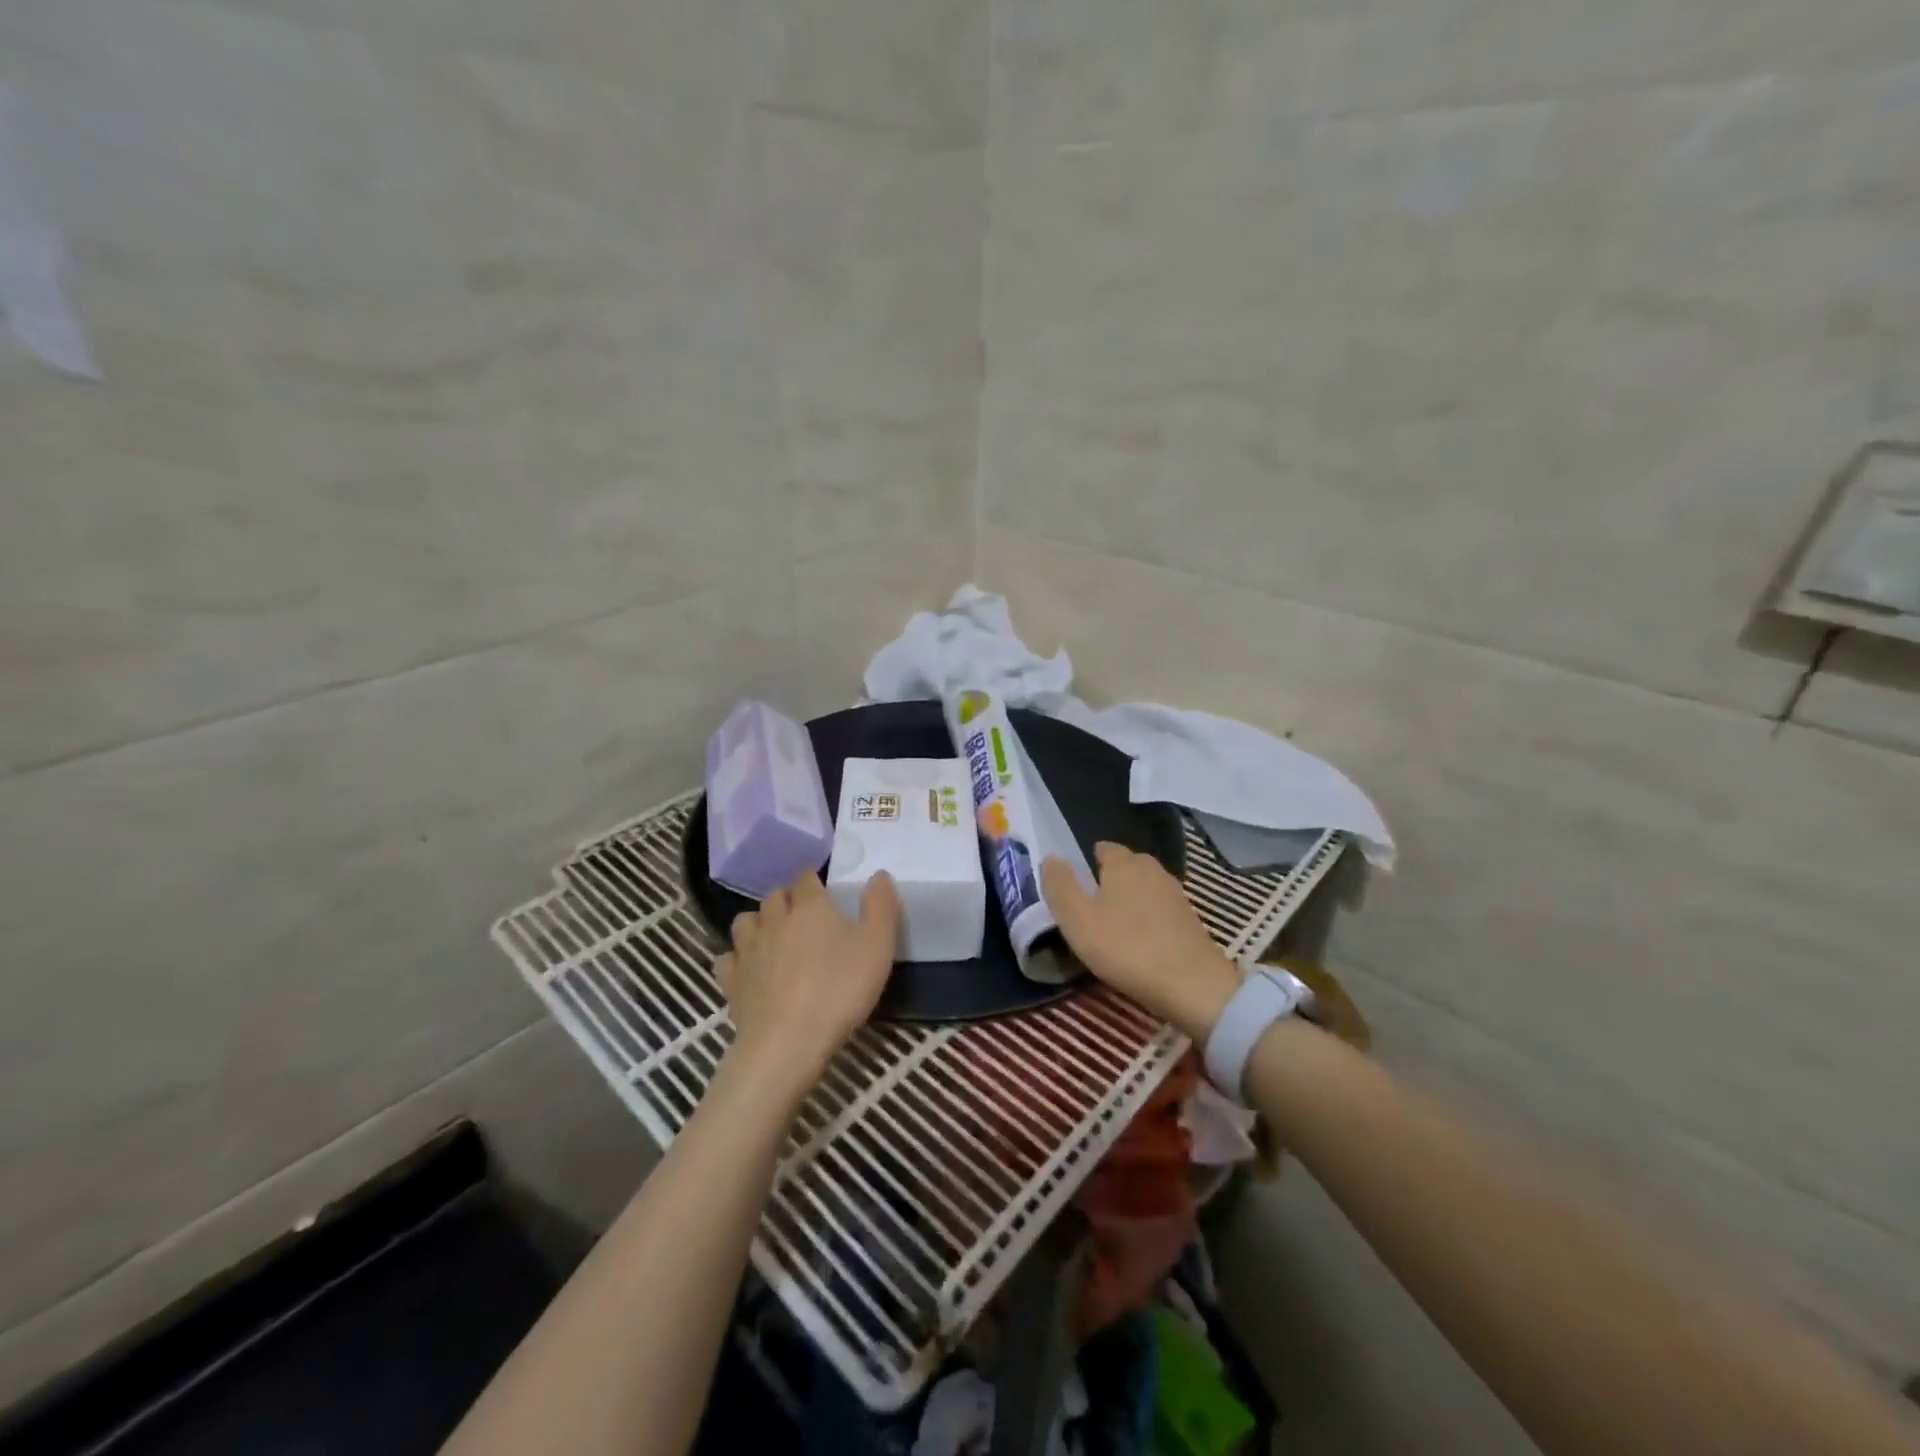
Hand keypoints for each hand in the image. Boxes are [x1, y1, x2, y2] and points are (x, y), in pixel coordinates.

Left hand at [714, 871, 901, 1102]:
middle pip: (775, 895)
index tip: (825, 890)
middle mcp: (774, 919)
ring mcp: (748, 949)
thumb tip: (879, 874)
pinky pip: (727, 957)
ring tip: (773, 937)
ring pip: (746, 921)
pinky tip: (749, 969)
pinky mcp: (731, 979)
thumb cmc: (839, 990)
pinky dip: (737, 958)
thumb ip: (880, 906)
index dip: (815, 880)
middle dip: (787, 899)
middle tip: (804, 916)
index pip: (807, 877)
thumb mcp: (877, 946)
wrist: (788, 1042)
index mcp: (810, 906)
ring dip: (759, 922)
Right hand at [1041, 842, 1240, 1040]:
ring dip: (1129, 901)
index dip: (1087, 863)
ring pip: (1144, 888)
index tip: (1075, 885)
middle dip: (1109, 880)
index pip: (1103, 848)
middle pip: (1126, 867)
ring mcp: (1175, 894)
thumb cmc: (1125, 947)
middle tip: (1090, 907)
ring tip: (1112, 927)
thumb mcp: (1077, 919)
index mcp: (1124, 863)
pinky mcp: (1190, 920)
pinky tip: (1139, 941)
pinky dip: (1147, 919)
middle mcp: (1152, 869)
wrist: (1192, 985)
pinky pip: (1159, 910)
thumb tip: (1051, 858)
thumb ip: (1060, 886)